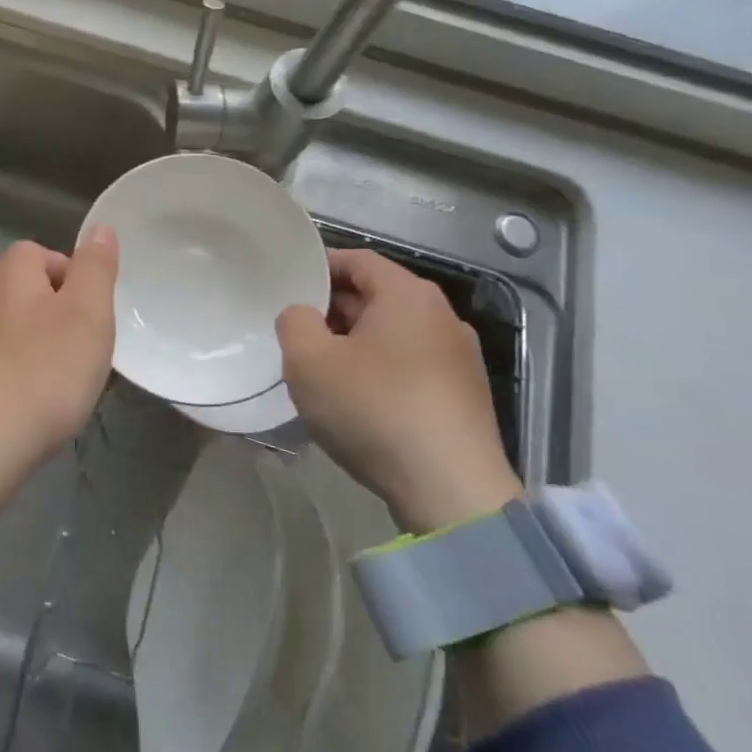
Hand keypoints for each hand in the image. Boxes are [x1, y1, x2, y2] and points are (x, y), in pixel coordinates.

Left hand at [0, 227, 118, 511]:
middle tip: (88, 350)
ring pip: (14, 334)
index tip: (93, 309)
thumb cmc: (43, 371)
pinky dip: (21, 380)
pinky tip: (36, 408)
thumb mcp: (88, 312)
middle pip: (27, 294)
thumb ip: (96, 268)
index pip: (39, 253)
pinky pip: (0, 369)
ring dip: (42, 350)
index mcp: (11, 277)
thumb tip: (99, 229)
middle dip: (60, 316)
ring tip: (68, 385)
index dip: (70, 274)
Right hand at [277, 249, 521, 534]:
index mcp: (408, 294)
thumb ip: (293, 322)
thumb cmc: (374, 409)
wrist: (451, 491)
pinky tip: (357, 402)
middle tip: (294, 331)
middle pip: (376, 296)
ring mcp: (460, 358)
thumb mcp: (308, 360)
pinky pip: (410, 367)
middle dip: (332, 309)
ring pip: (392, 335)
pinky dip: (380, 372)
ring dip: (354, 344)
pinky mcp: (464, 397)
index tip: (286, 286)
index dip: (317, 268)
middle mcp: (442, 316)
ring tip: (320, 369)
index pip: (356, 260)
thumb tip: (303, 315)